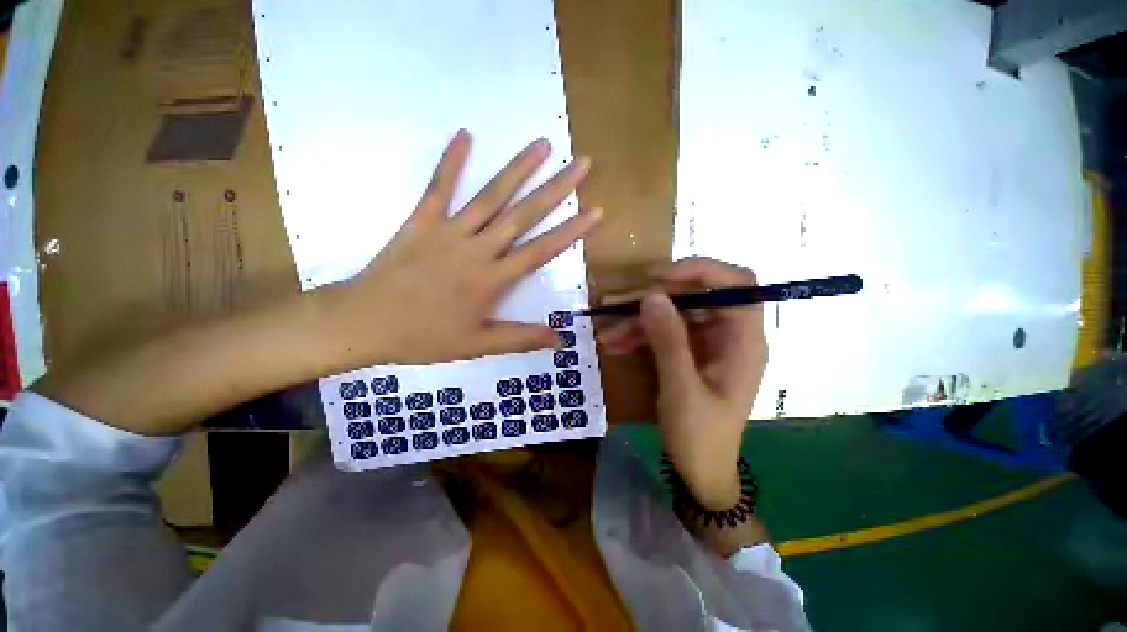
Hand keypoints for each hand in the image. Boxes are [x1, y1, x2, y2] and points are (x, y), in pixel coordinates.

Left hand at [318, 130, 601, 365]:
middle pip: (523, 214)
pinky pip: (438, 187)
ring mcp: (448, 231)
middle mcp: (477, 249)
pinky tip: (465, 134)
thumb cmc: (423, 337)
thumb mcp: (477, 345)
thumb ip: (520, 338)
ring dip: (517, 168)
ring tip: (541, 144)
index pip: (541, 250)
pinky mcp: (421, 221)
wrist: (363, 323)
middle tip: (580, 163)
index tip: (594, 210)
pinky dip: (451, 161)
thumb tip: (559, 339)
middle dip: (556, 188)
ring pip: (490, 196)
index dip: (570, 231)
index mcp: (492, 280)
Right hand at [599, 258, 766, 509]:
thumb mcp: (681, 389)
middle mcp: (729, 335)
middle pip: (698, 295)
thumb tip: (652, 296)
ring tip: (608, 330)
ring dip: (641, 319)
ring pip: (675, 313)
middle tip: (623, 303)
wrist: (700, 471)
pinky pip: (664, 332)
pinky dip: (640, 334)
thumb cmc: (700, 435)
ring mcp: (707, 343)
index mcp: (743, 341)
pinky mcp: (689, 352)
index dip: (703, 271)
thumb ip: (669, 341)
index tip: (663, 277)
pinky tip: (614, 342)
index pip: (737, 285)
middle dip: (658, 297)